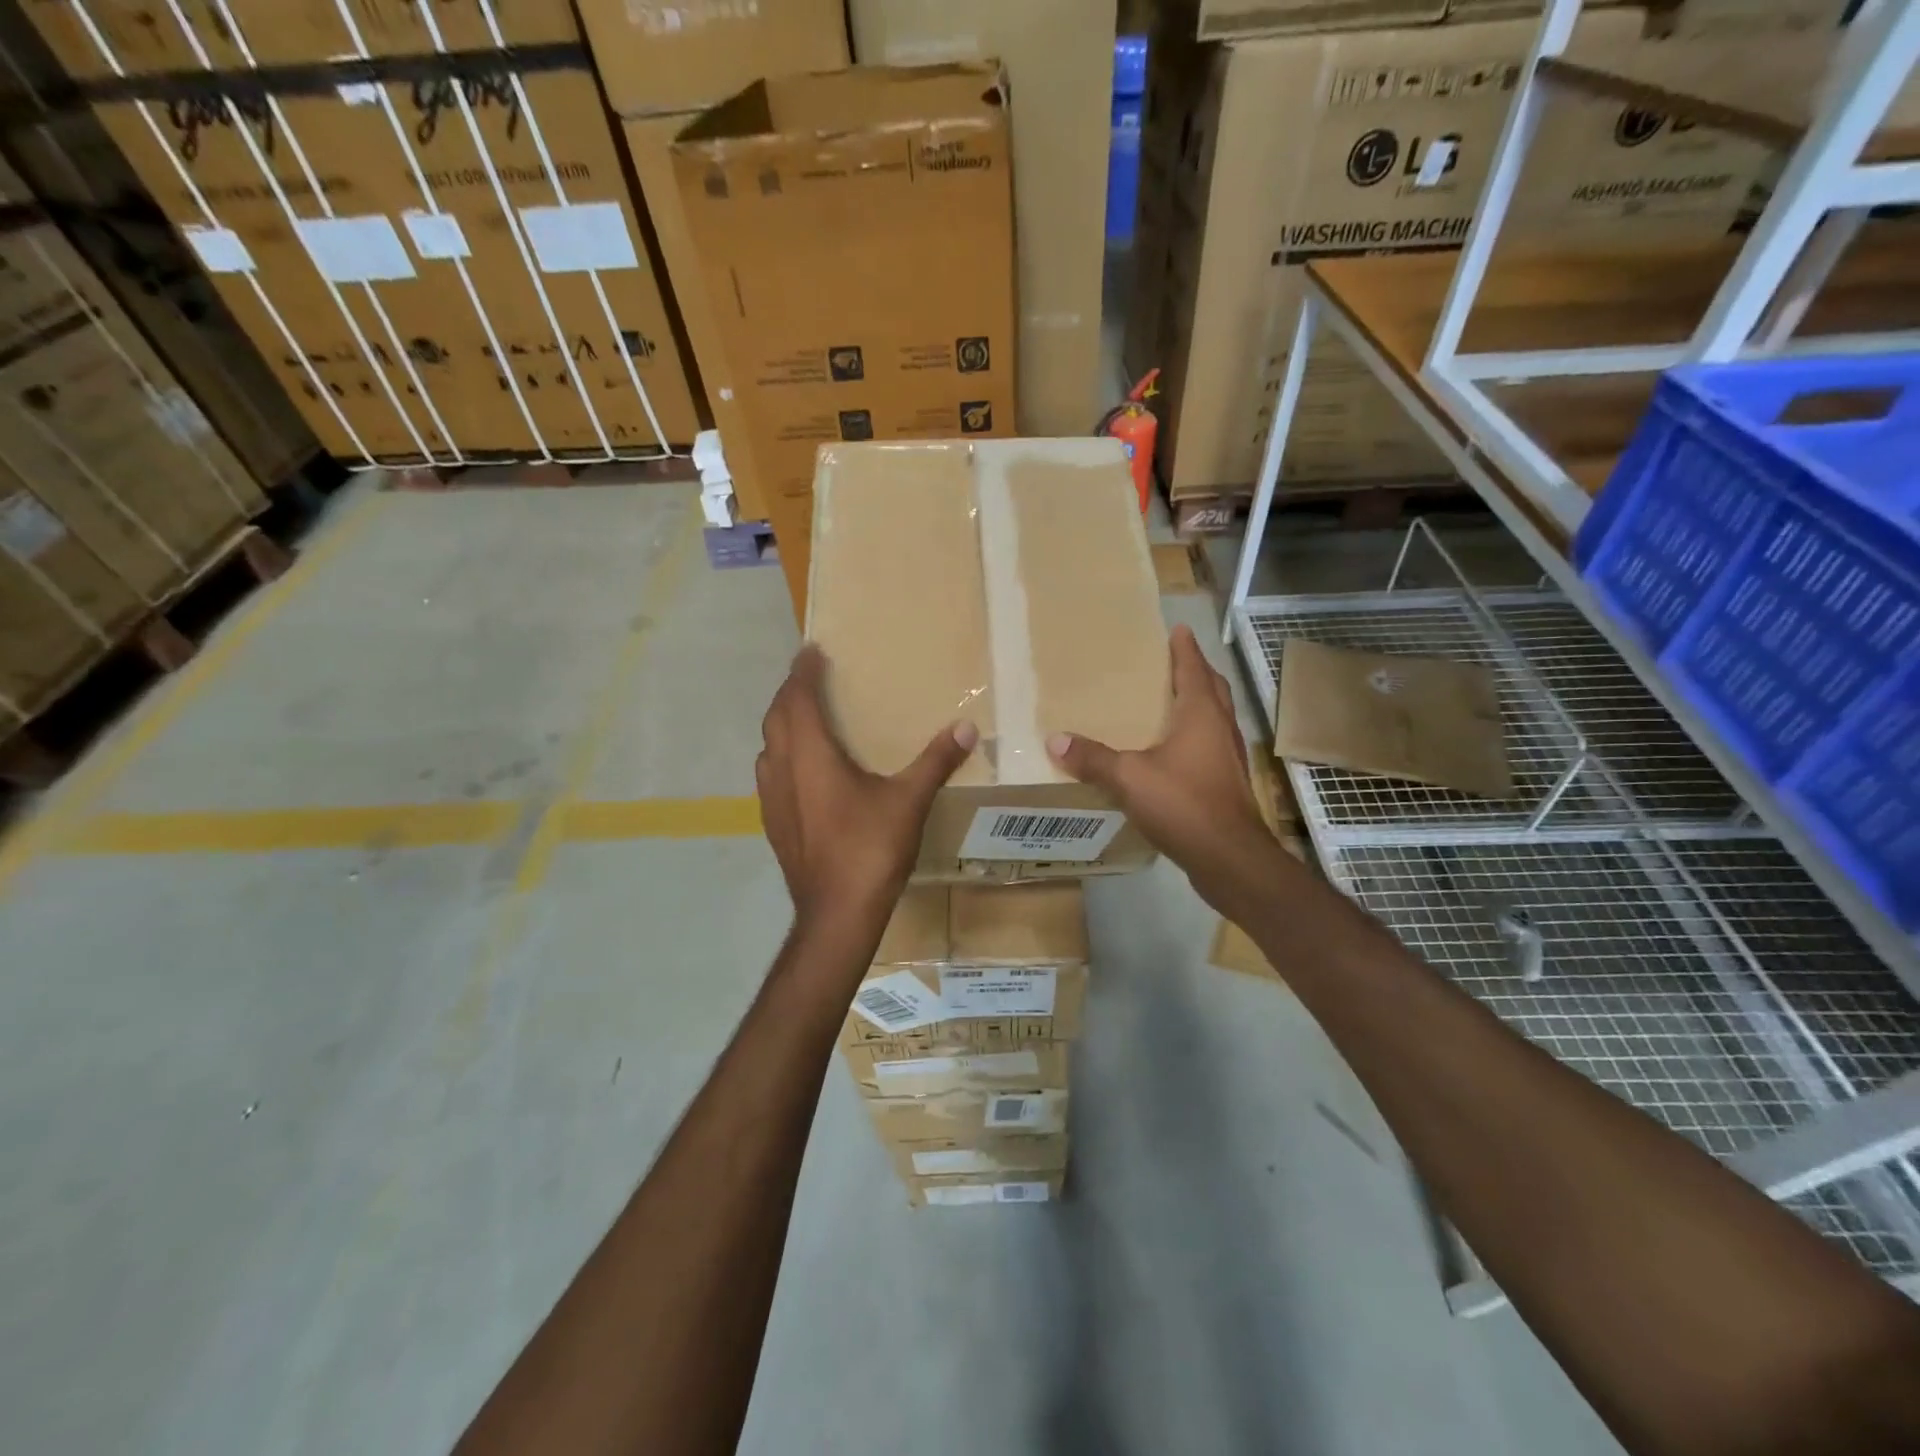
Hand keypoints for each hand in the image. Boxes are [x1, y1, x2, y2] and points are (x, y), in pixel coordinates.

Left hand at [757, 644, 977, 936]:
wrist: (836, 914)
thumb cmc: (870, 850)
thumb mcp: (909, 801)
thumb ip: (936, 761)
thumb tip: (967, 728)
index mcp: (811, 756)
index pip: (797, 698)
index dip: (802, 671)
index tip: (811, 650)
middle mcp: (783, 770)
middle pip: (776, 718)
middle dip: (790, 693)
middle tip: (809, 678)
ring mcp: (772, 800)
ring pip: (768, 747)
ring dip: (782, 725)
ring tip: (804, 718)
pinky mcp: (773, 824)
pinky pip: (770, 774)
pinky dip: (782, 756)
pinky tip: (802, 770)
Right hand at [1047, 625, 1275, 910]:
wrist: (1230, 857)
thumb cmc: (1183, 804)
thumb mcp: (1129, 778)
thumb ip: (1092, 758)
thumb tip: (1055, 740)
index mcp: (1201, 714)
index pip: (1194, 669)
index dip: (1185, 648)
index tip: (1177, 629)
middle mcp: (1220, 728)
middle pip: (1212, 689)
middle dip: (1195, 671)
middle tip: (1174, 660)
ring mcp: (1228, 757)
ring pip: (1215, 717)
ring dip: (1198, 703)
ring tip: (1171, 701)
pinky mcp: (1227, 783)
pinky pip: (1210, 745)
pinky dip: (1195, 735)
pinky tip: (1174, 751)